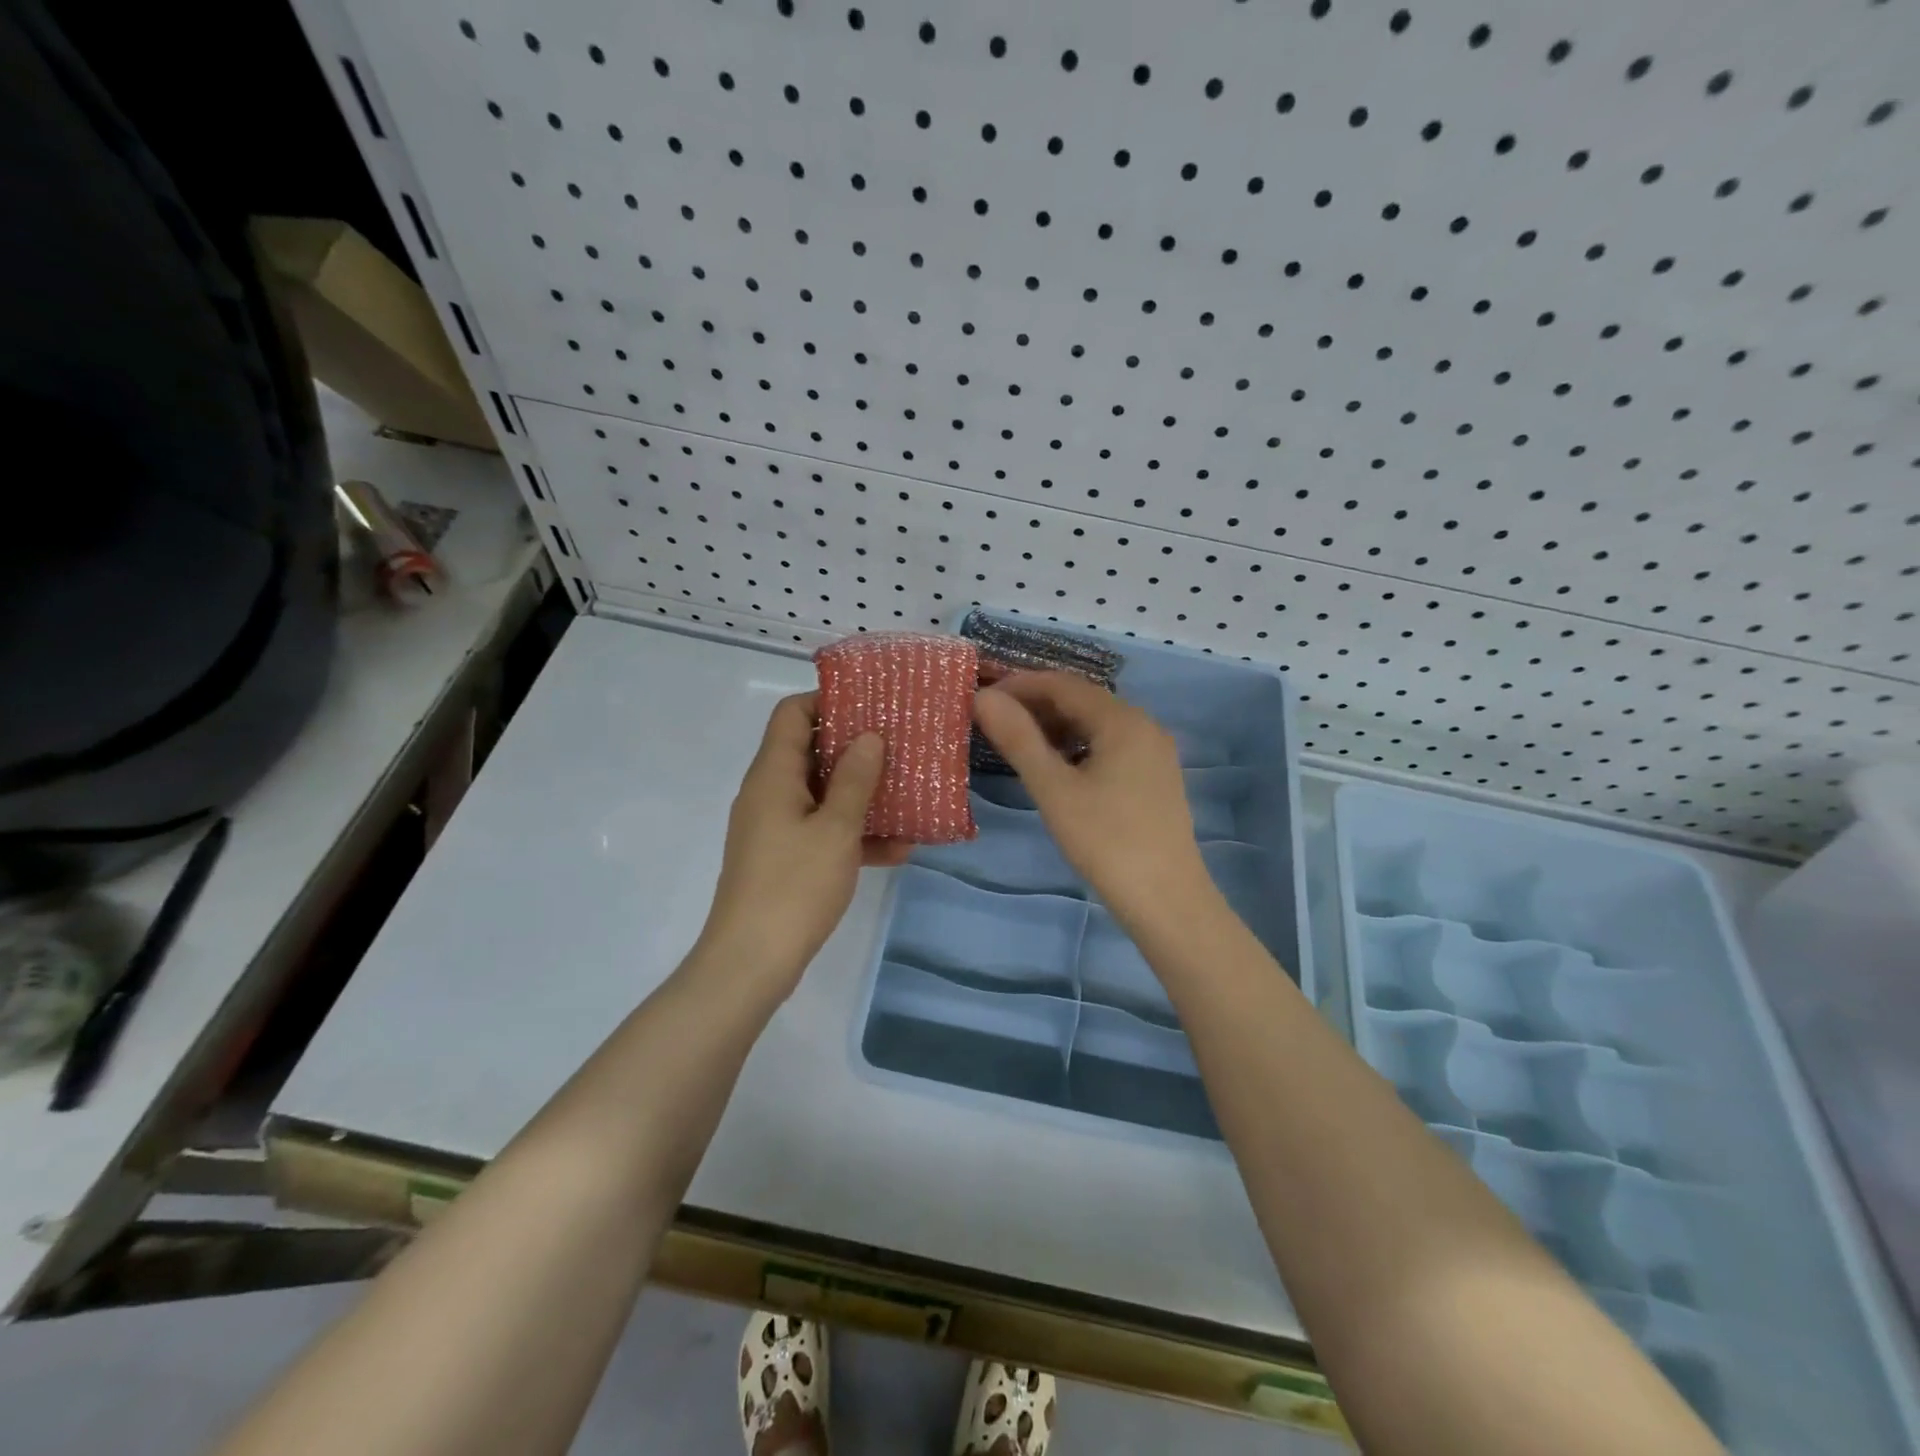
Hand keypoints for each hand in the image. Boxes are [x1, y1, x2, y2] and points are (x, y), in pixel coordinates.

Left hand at [698, 693, 909, 995]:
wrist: (751, 963)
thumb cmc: (794, 886)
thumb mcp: (835, 829)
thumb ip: (856, 780)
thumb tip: (869, 736)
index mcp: (773, 774)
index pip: (792, 713)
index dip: (829, 701)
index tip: (872, 705)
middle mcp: (769, 793)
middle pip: (810, 751)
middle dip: (856, 748)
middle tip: (901, 746)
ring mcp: (774, 828)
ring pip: (821, 794)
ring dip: (861, 794)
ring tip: (908, 794)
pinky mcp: (783, 859)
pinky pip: (821, 831)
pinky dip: (853, 834)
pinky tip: (898, 849)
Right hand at [973, 673, 1212, 925]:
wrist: (1167, 901)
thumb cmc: (1106, 842)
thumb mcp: (1054, 789)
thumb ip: (1018, 739)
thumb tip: (983, 697)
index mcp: (1122, 720)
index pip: (1062, 684)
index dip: (1019, 685)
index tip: (982, 698)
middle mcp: (1144, 725)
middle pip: (1082, 700)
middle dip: (1036, 704)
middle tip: (994, 721)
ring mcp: (1154, 752)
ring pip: (1097, 724)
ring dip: (1056, 726)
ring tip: (1018, 743)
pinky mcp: (1156, 777)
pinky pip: (1111, 745)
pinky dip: (1078, 745)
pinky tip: (1058, 767)